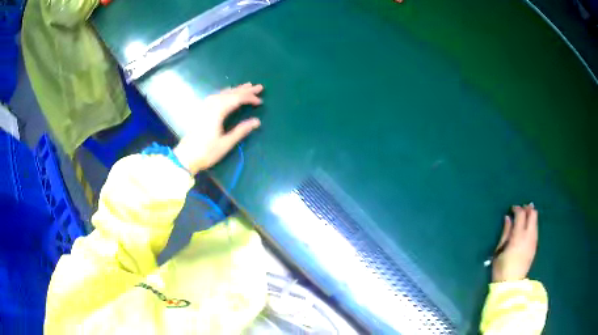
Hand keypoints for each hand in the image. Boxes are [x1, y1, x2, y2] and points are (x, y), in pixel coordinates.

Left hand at [173, 83, 263, 174]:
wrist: (185, 157)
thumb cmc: (206, 152)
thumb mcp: (226, 143)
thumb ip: (241, 130)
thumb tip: (257, 121)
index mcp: (217, 112)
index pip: (236, 99)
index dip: (249, 98)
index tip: (260, 101)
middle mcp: (211, 105)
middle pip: (230, 93)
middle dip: (245, 90)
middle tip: (259, 87)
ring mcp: (205, 107)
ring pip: (222, 93)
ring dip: (235, 89)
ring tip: (246, 87)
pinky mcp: (201, 111)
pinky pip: (215, 96)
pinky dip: (225, 93)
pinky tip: (227, 93)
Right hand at [492, 203, 537, 281]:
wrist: (511, 285)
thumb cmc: (501, 268)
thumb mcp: (499, 250)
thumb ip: (505, 232)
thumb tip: (508, 218)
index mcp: (518, 236)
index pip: (521, 215)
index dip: (517, 208)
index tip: (512, 208)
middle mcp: (529, 236)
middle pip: (533, 215)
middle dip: (528, 209)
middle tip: (522, 208)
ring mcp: (533, 241)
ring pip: (536, 222)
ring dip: (531, 216)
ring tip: (525, 216)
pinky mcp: (535, 247)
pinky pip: (536, 230)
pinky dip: (532, 225)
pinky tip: (528, 228)